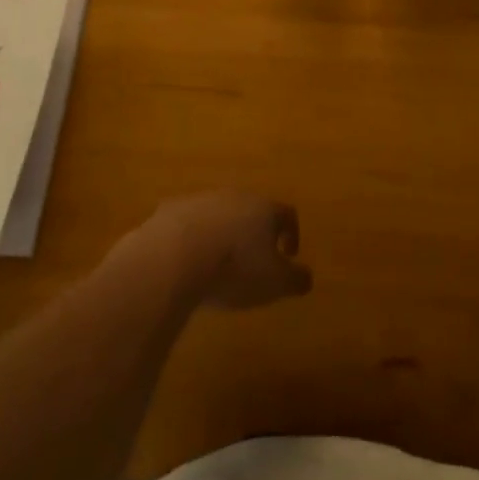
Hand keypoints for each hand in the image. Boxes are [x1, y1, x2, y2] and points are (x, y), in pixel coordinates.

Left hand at [133, 192, 312, 309]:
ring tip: (217, 263)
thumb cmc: (234, 269)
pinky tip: (187, 262)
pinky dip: (192, 238)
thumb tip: (307, 276)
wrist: (174, 256)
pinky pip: (188, 222)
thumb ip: (296, 279)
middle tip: (253, 259)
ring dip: (222, 233)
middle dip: (254, 232)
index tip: (289, 255)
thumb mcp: (275, 283)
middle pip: (251, 209)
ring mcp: (201, 200)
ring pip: (219, 213)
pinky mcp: (171, 210)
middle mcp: (235, 196)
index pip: (286, 214)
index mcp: (264, 209)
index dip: (291, 233)